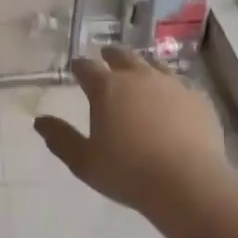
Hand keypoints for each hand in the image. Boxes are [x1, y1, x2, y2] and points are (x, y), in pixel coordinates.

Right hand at [34, 47, 225, 212]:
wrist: (186, 182)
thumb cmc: (128, 172)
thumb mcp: (84, 161)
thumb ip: (61, 139)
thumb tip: (40, 121)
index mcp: (107, 88)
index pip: (87, 67)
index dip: (80, 66)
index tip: (76, 67)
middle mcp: (139, 77)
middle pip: (122, 56)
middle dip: (111, 55)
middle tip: (106, 56)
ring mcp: (172, 84)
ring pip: (154, 64)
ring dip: (142, 65)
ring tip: (140, 70)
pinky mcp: (197, 98)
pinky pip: (181, 83)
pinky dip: (171, 85)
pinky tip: (172, 95)